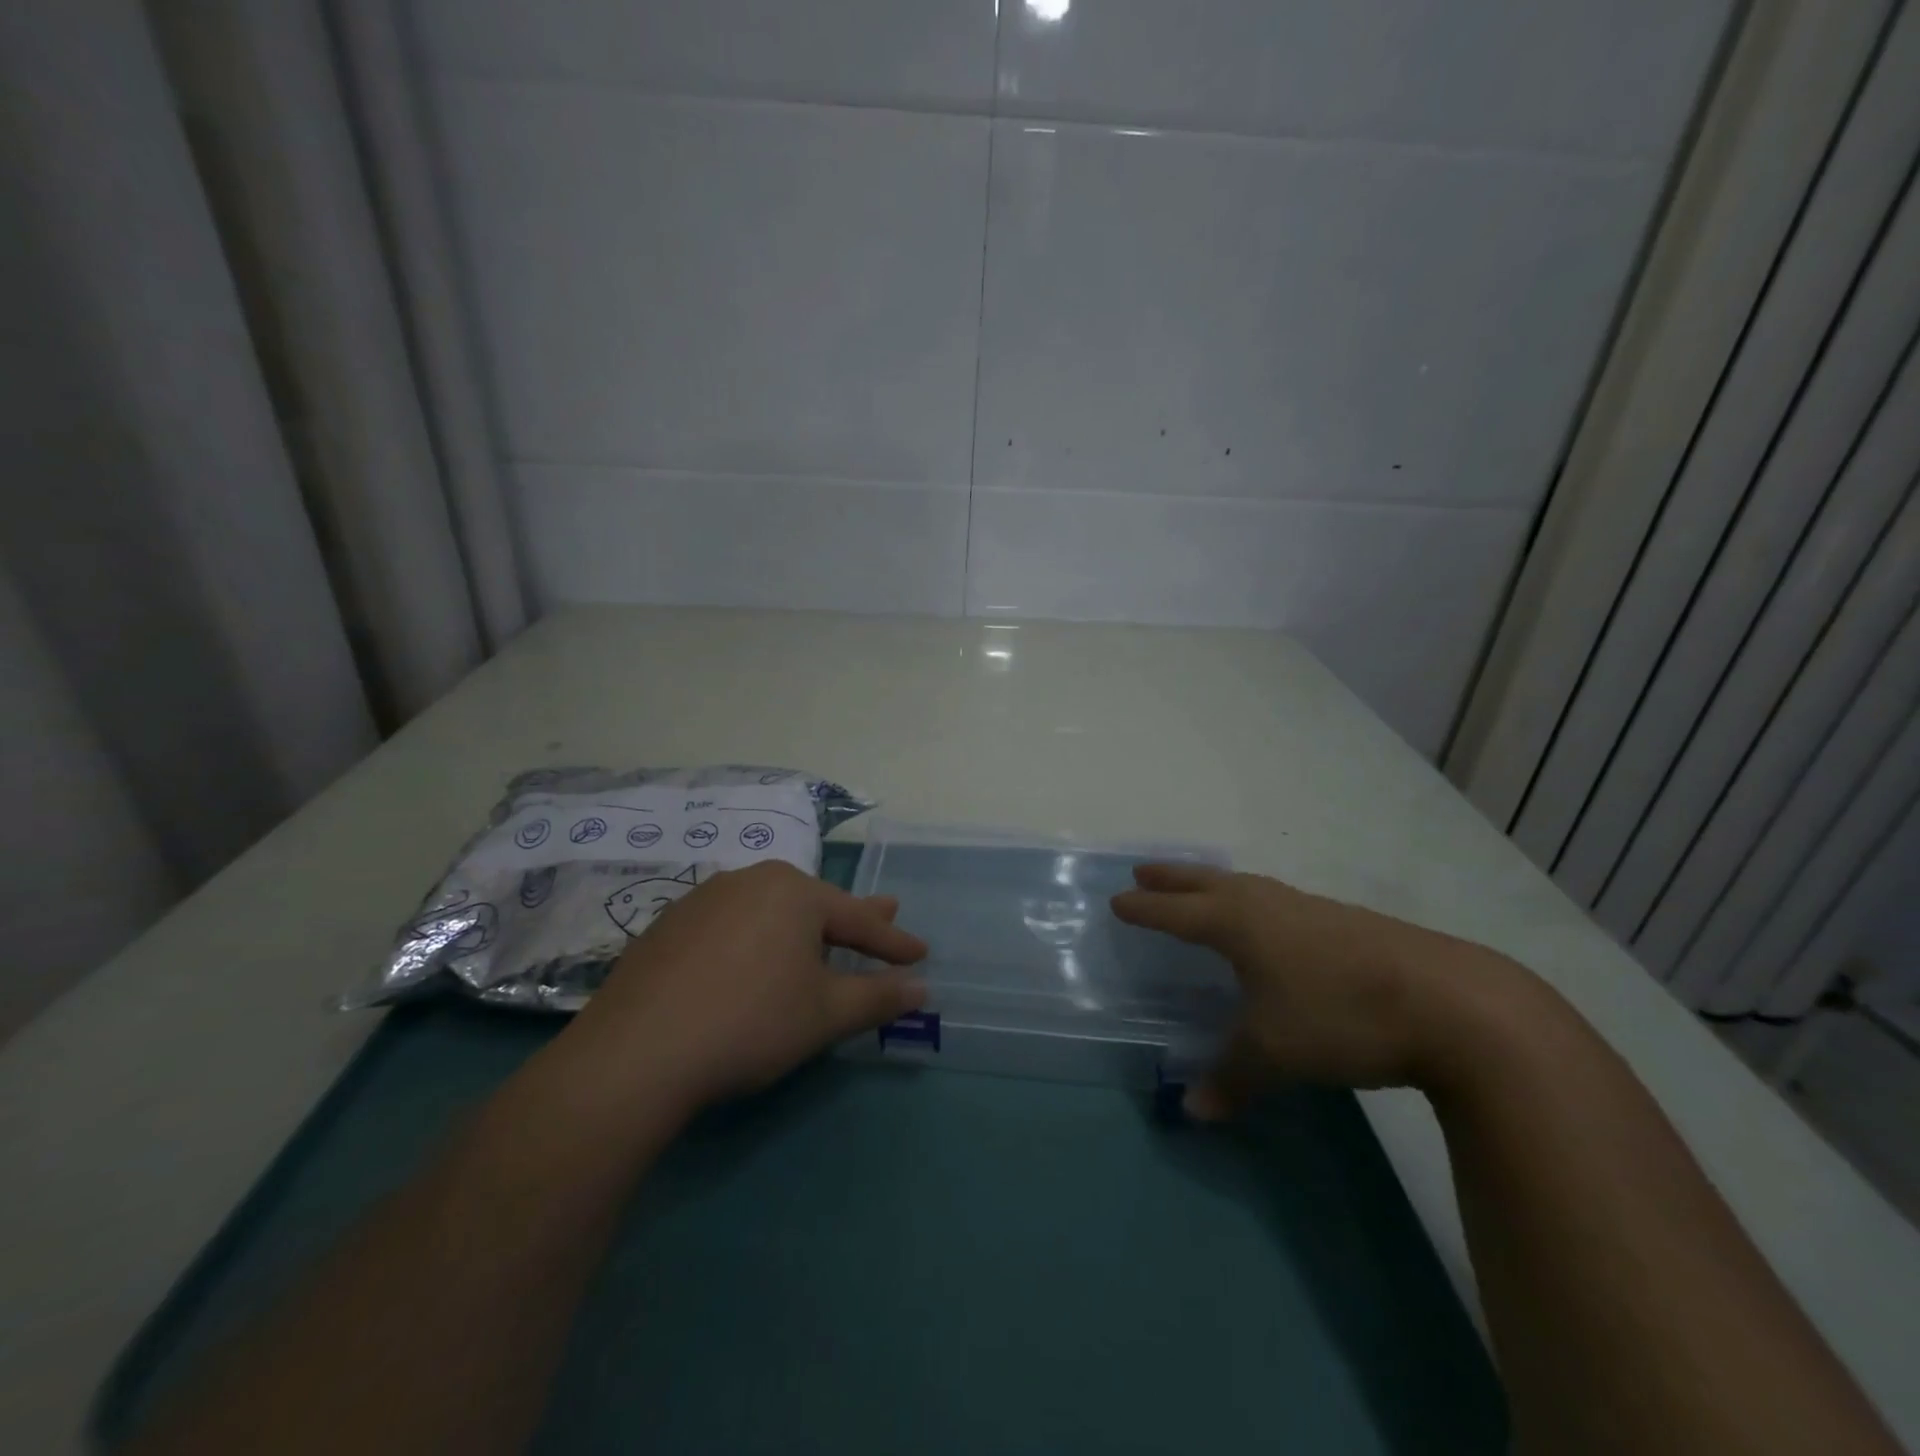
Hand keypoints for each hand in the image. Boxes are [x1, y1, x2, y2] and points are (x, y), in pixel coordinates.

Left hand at [564, 861, 927, 1115]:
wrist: (636, 1053)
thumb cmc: (750, 1023)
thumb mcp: (824, 1014)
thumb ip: (877, 997)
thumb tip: (921, 989)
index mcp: (793, 892)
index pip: (857, 918)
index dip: (892, 941)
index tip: (920, 953)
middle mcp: (749, 881)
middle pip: (813, 904)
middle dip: (852, 918)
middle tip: (886, 912)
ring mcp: (703, 899)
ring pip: (769, 910)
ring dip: (801, 926)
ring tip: (819, 937)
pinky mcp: (668, 926)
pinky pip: (731, 925)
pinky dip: (756, 939)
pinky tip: (752, 957)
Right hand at [1112, 863, 1514, 1115]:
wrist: (1454, 1004)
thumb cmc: (1341, 1016)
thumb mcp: (1275, 1053)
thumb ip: (1230, 1077)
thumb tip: (1193, 1110)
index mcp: (1238, 924)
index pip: (1176, 913)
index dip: (1145, 909)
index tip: (1117, 901)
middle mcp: (1266, 905)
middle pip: (1206, 883)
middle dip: (1171, 878)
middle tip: (1142, 870)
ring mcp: (1308, 908)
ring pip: (1244, 886)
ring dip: (1211, 883)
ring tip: (1198, 887)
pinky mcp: (1343, 921)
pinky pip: (1275, 899)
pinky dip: (1250, 899)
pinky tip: (1267, 921)